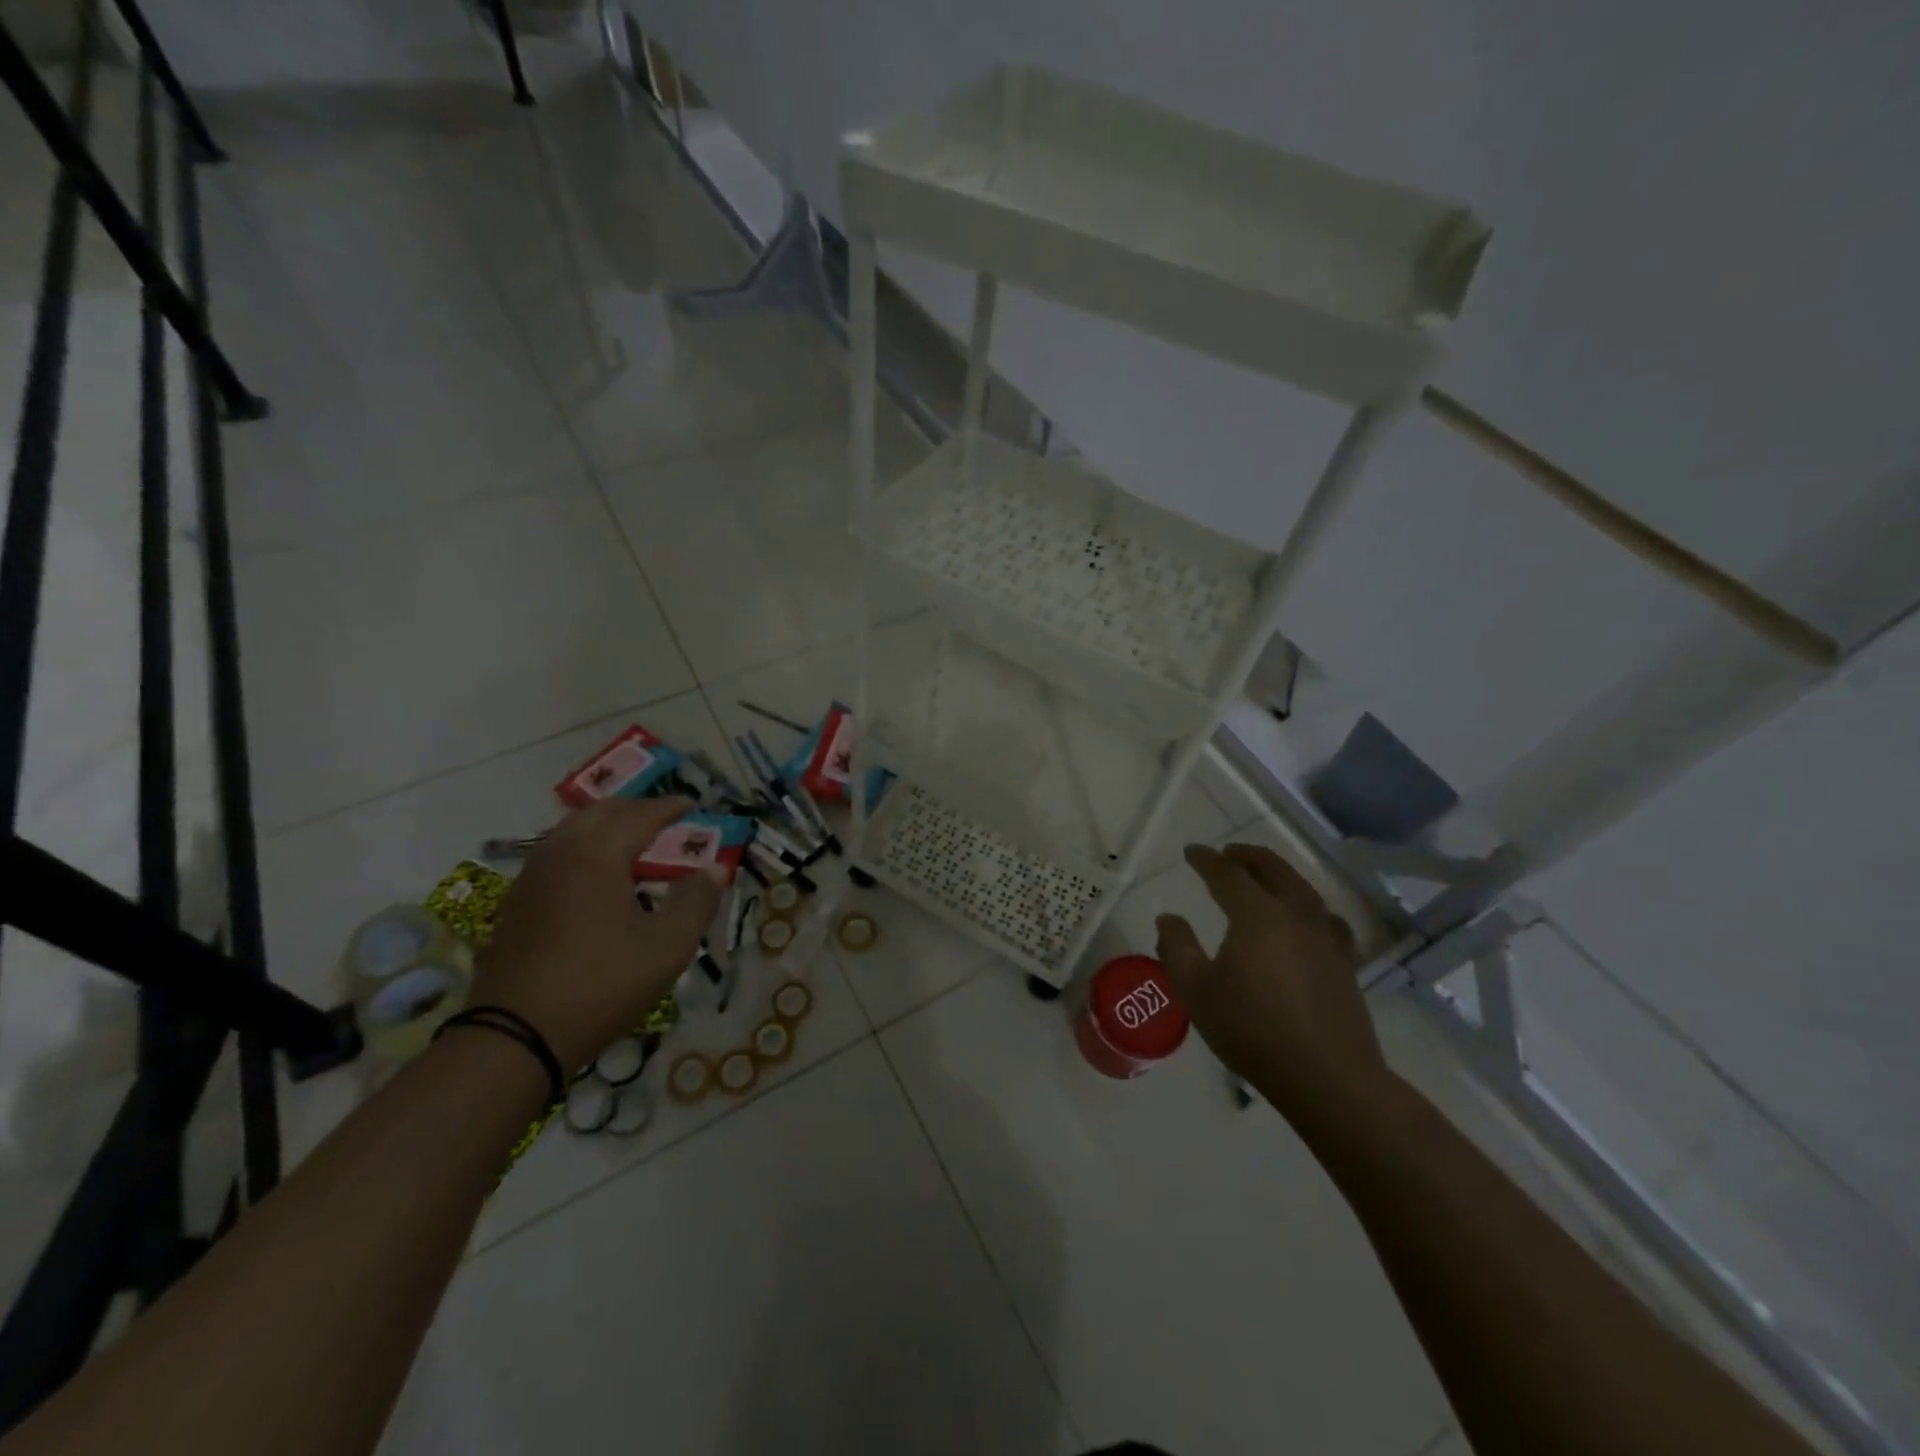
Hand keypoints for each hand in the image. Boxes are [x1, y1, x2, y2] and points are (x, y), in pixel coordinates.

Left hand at [470, 798, 723, 1070]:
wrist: (514, 1038)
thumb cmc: (602, 984)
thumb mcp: (667, 946)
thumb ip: (697, 902)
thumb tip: (716, 869)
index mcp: (597, 855)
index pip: (639, 816)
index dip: (668, 808)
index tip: (691, 804)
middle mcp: (560, 855)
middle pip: (598, 813)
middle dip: (633, 808)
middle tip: (662, 817)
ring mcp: (530, 880)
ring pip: (570, 832)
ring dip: (604, 826)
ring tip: (630, 840)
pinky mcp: (515, 906)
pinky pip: (554, 857)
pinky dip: (582, 850)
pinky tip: (594, 877)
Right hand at [1155, 843, 1387, 1125]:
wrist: (1326, 1077)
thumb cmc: (1251, 1030)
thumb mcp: (1196, 990)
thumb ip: (1177, 948)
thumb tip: (1168, 917)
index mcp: (1257, 916)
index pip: (1228, 875)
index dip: (1207, 860)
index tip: (1192, 851)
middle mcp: (1295, 916)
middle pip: (1273, 871)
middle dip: (1248, 857)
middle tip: (1229, 853)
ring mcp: (1326, 939)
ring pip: (1304, 890)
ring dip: (1280, 874)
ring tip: (1265, 876)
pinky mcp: (1345, 964)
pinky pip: (1327, 919)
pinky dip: (1310, 906)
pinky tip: (1309, 917)